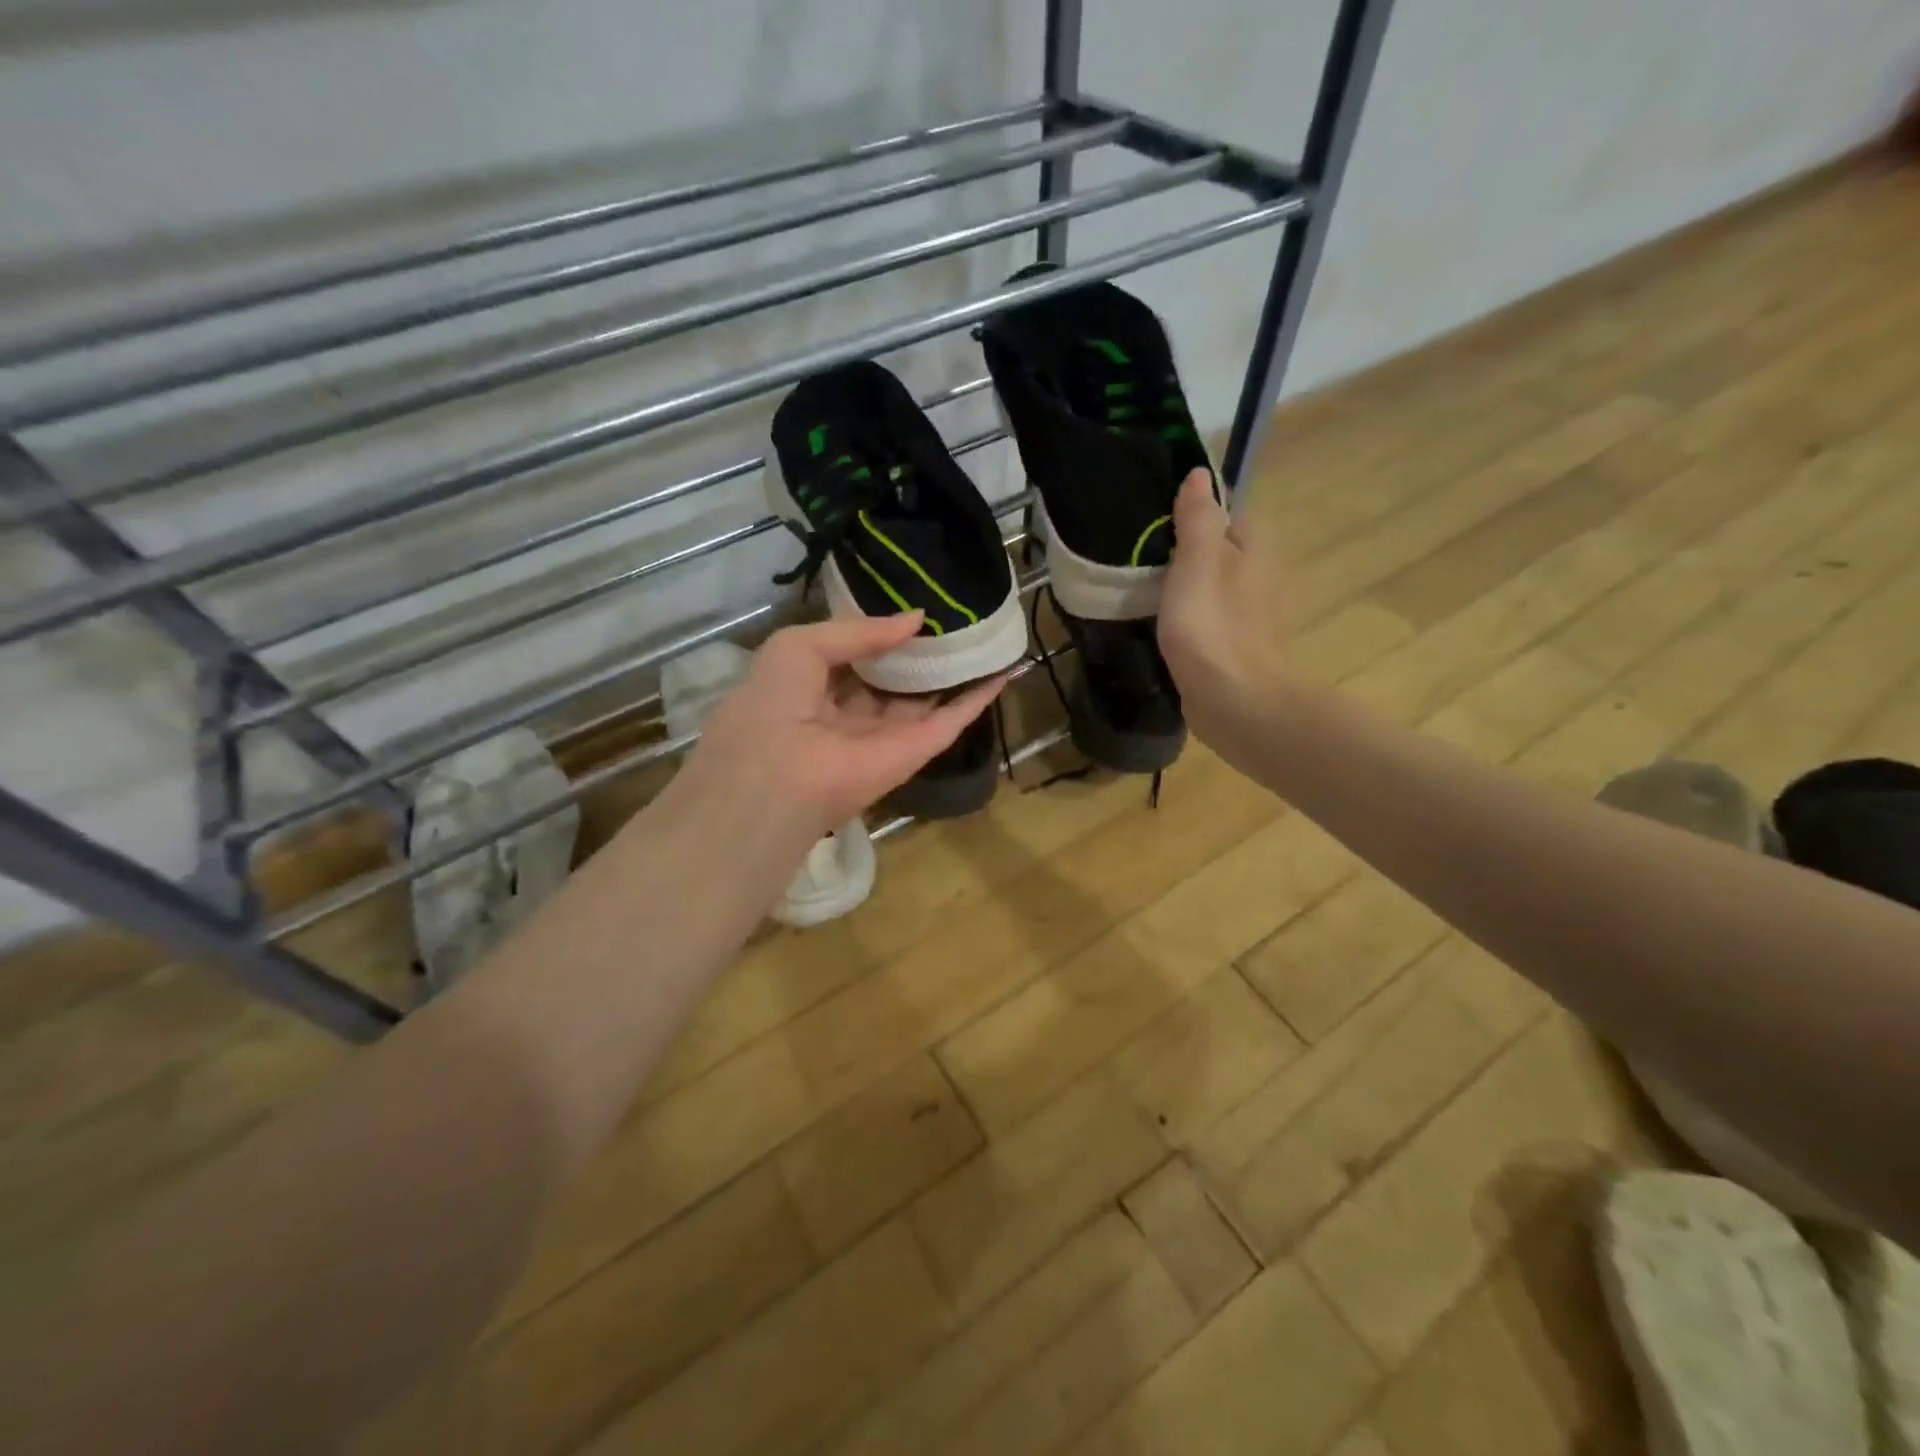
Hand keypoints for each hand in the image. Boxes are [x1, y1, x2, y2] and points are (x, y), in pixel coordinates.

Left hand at [688, 613, 1004, 834]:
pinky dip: (978, 698)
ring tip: (985, 636)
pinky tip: (1003, 670)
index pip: (855, 657)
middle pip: (894, 680)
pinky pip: (952, 720)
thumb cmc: (776, 702)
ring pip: (927, 699)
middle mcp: (852, 713)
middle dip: (921, 653)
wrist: (779, 774)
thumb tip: (915, 619)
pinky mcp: (916, 751)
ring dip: (954, 672)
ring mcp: (887, 735)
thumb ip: (859, 630)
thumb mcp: (801, 645)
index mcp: (814, 689)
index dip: (881, 634)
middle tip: (955, 617)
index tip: (911, 607)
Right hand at [1159, 468, 1291, 738]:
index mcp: (1255, 543)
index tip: (1149, 529)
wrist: (1235, 701)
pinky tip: (1164, 626)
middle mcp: (1260, 571)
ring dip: (1182, 587)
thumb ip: (1197, 517)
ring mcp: (1250, 611)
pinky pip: (1208, 615)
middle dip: (1181, 552)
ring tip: (1143, 592)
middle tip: (1139, 562)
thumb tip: (1198, 473)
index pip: (1221, 511)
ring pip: (1210, 583)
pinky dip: (1188, 617)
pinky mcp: (1236, 642)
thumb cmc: (1213, 625)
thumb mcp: (1196, 561)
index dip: (1186, 516)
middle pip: (1215, 548)